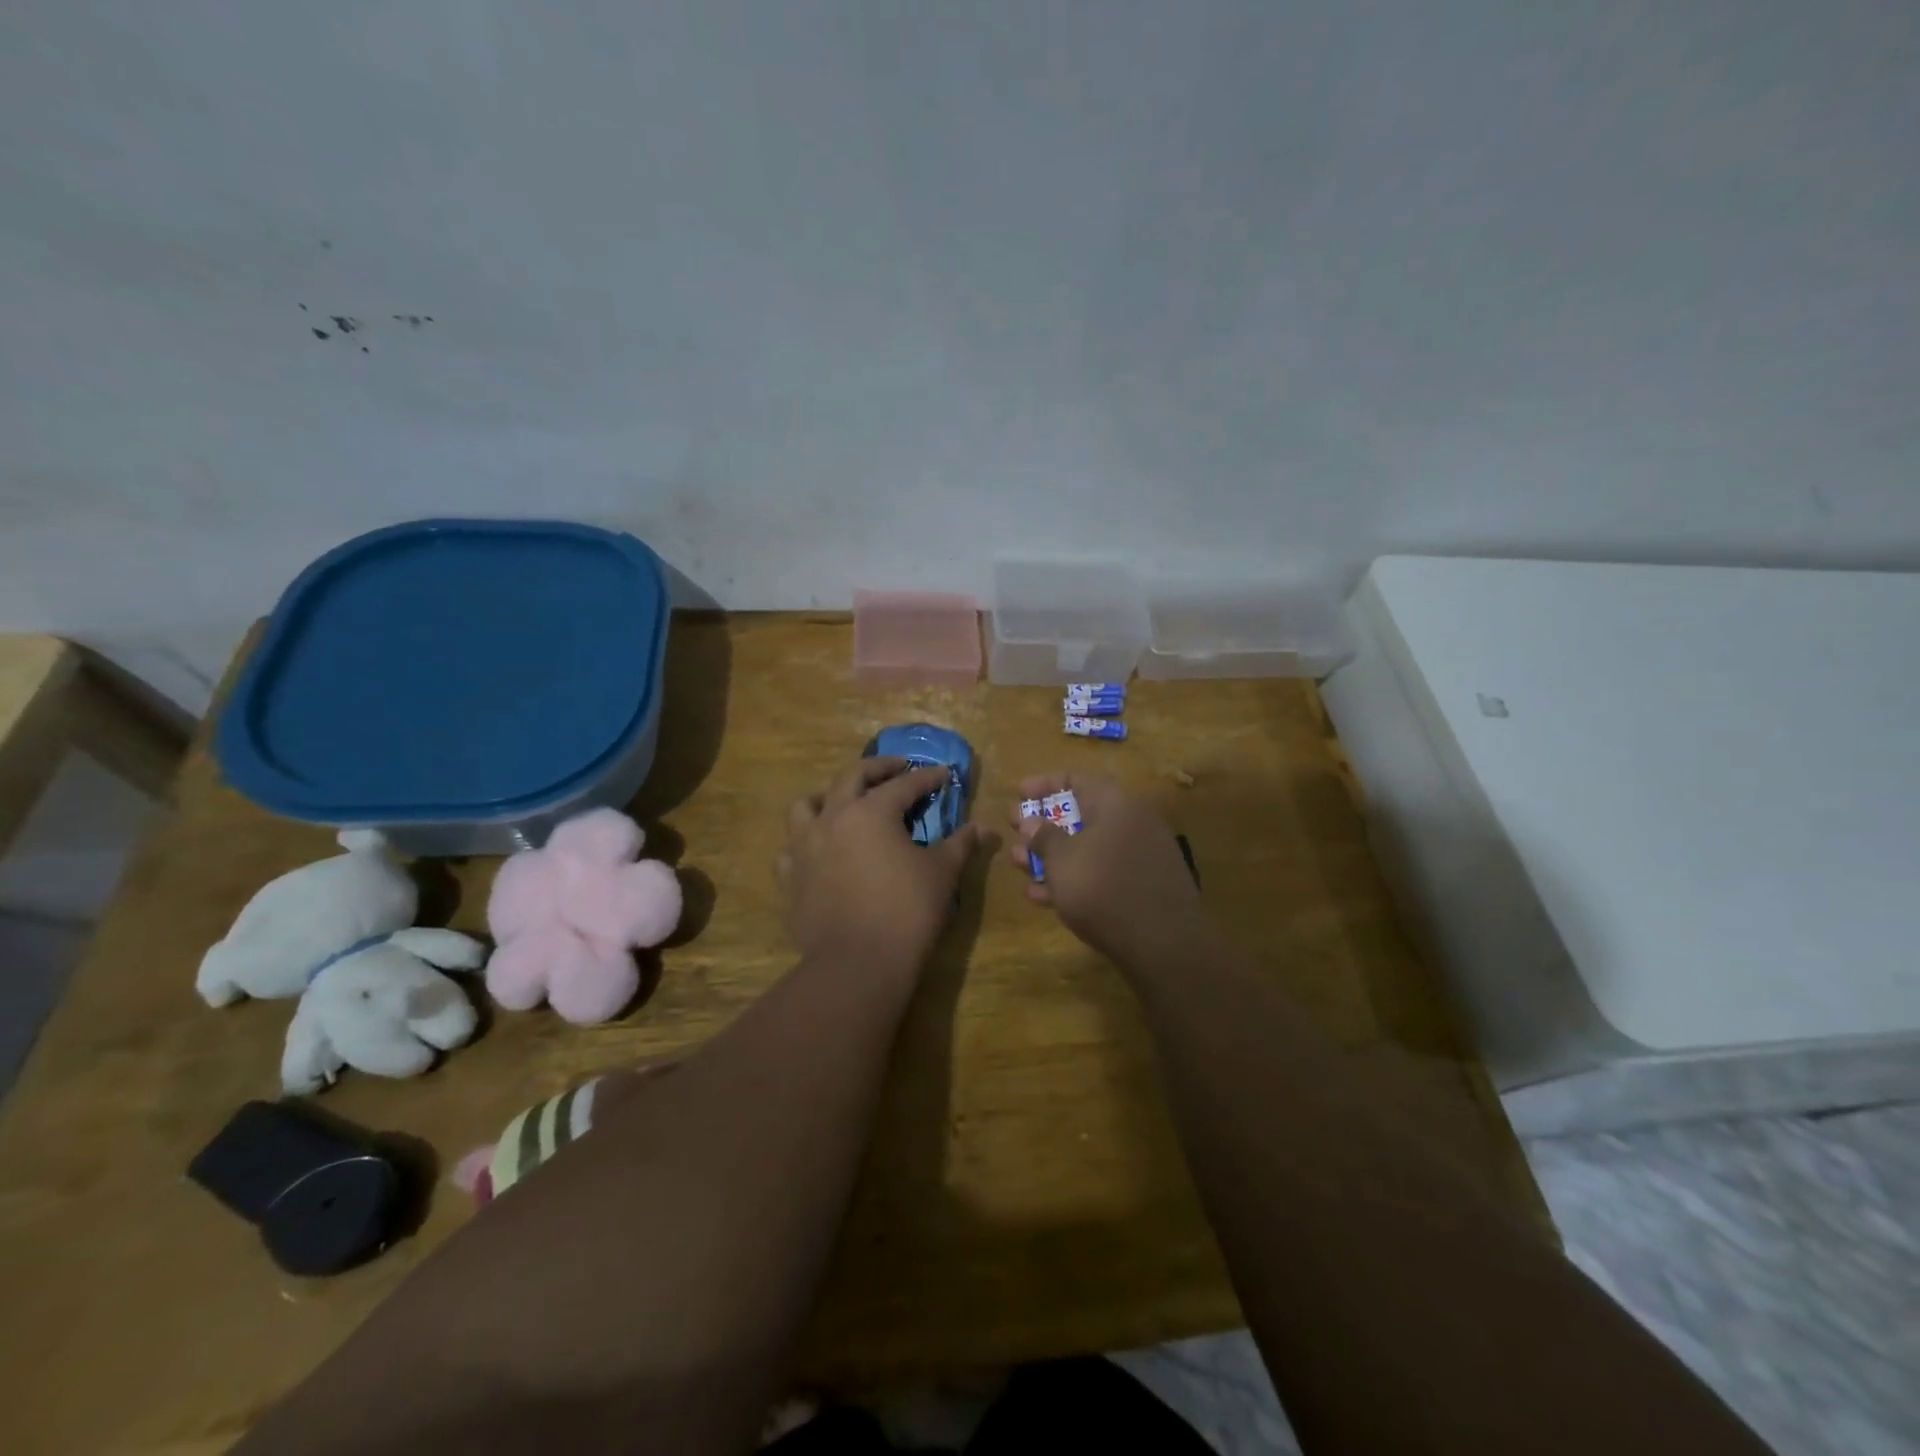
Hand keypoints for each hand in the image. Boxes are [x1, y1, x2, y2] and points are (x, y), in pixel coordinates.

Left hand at [780, 757, 979, 971]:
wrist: (858, 963)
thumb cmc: (907, 912)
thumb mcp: (942, 873)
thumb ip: (960, 844)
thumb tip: (982, 827)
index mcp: (872, 812)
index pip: (904, 784)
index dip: (927, 778)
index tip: (943, 774)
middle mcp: (833, 818)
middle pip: (851, 777)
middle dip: (878, 768)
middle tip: (897, 768)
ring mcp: (804, 847)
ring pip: (806, 805)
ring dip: (828, 797)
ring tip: (843, 802)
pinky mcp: (789, 878)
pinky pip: (791, 849)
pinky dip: (806, 843)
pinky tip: (820, 852)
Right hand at [1008, 772, 1206, 971]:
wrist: (1164, 943)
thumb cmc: (1103, 888)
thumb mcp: (1062, 860)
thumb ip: (1042, 836)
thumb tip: (1030, 821)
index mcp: (1115, 803)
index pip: (1076, 778)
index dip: (1043, 784)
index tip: (1017, 794)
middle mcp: (1131, 822)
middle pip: (1081, 813)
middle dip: (1043, 824)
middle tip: (1015, 831)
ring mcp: (1139, 856)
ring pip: (1088, 846)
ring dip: (1052, 854)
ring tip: (1018, 865)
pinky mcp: (1141, 887)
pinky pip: (1101, 872)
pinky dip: (1073, 878)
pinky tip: (1042, 897)